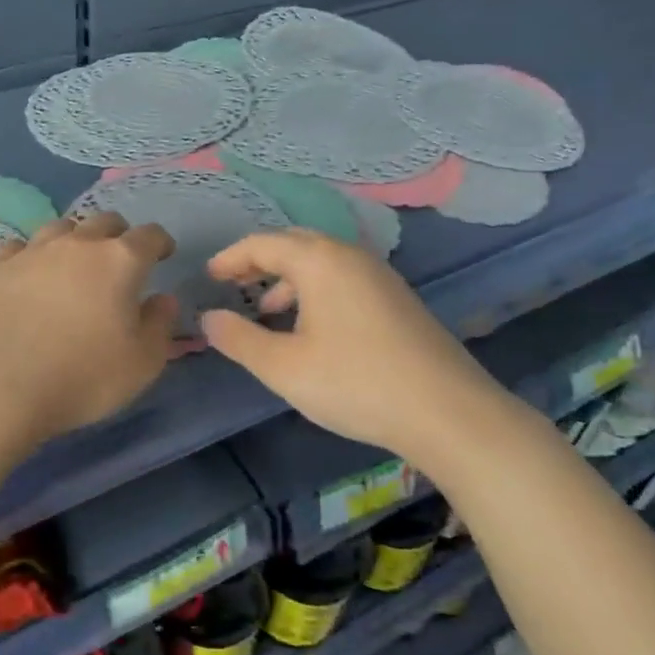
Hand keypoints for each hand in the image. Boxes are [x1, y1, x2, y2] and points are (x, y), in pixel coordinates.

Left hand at [0, 213, 178, 443]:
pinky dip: (31, 256)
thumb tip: (163, 299)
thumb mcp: (142, 363)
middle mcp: (77, 244)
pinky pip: (19, 248)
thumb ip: (160, 324)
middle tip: (119, 259)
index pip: (149, 235)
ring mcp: (31, 252)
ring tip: (74, 263)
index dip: (160, 242)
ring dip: (75, 239)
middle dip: (118, 235)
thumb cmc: (82, 378)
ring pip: (60, 227)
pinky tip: (29, 275)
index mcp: (120, 260)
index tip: (163, 254)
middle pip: (104, 221)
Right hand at [199, 229, 514, 467]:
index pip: (262, 243)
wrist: (447, 411)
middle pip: (294, 244)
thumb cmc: (355, 383)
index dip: (230, 258)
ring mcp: (379, 275)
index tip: (208, 277)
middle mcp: (350, 255)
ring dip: (288, 278)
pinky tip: (312, 328)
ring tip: (268, 311)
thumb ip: (239, 339)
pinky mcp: (397, 297)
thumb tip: (207, 318)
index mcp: (319, 260)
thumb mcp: (284, 368)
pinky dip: (315, 289)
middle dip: (259, 261)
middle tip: (233, 285)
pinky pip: (343, 277)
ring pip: (321, 261)